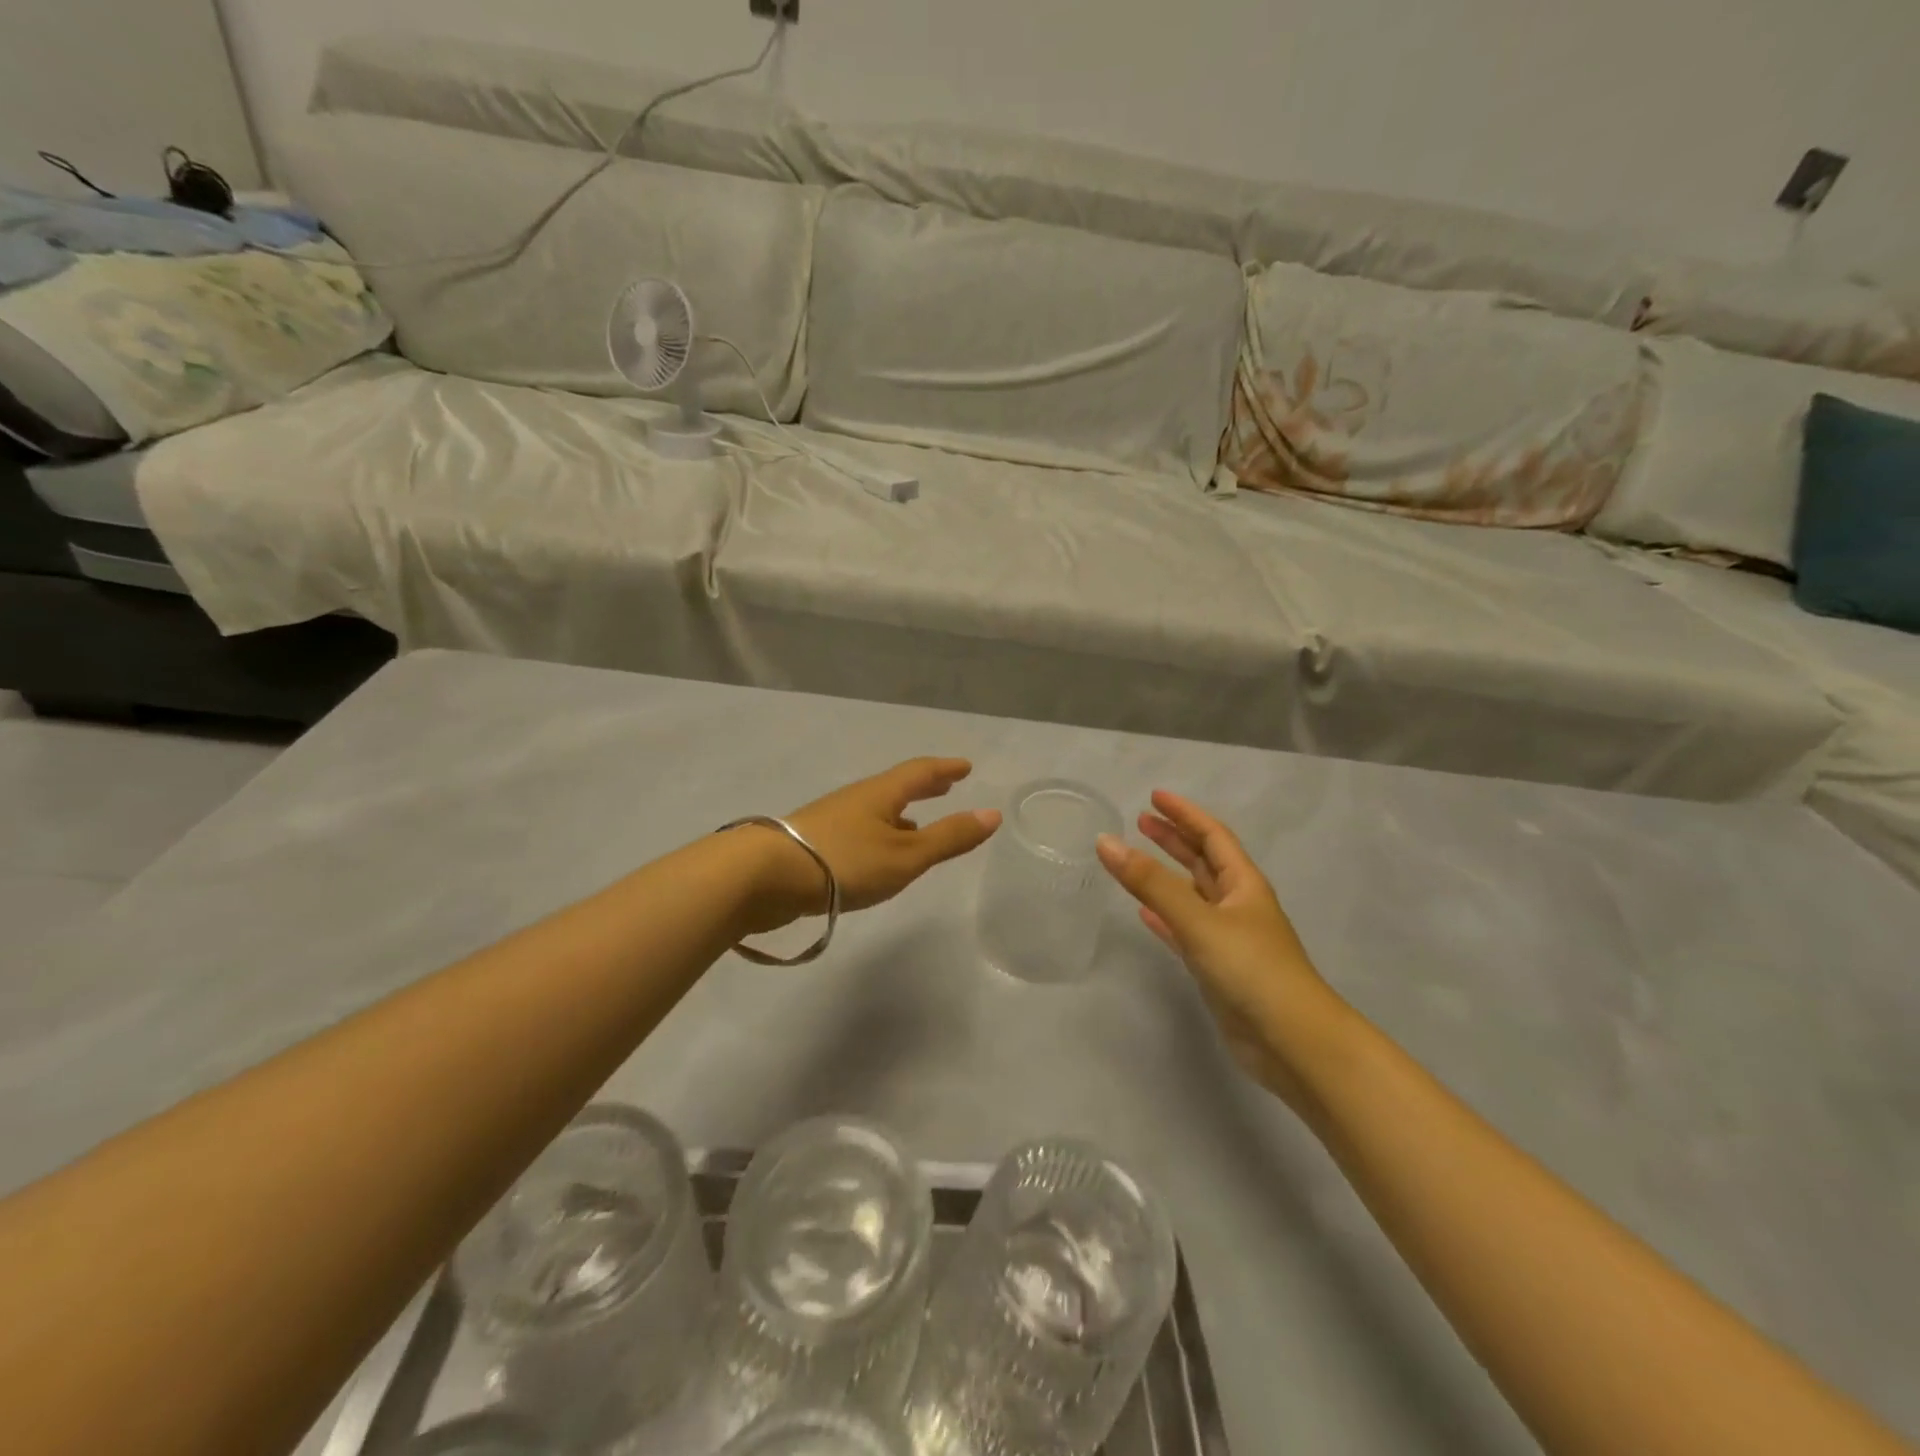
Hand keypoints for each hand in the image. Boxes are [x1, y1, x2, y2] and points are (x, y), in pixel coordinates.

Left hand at [746, 758, 1000, 930]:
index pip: (920, 772)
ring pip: (877, 810)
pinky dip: (881, 832)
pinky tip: (878, 854)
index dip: (945, 768)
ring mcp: (832, 819)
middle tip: (946, 783)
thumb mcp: (906, 855)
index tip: (965, 766)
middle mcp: (857, 799)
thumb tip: (993, 814)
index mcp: (881, 794)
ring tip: (918, 822)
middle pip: (897, 786)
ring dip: (901, 812)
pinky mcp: (814, 843)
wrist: (765, 877)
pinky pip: (860, 829)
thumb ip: (949, 838)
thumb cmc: (845, 862)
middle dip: (924, 786)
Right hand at [1096, 791, 1344, 1106]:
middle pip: (1202, 861)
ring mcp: (1228, 938)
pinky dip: (1164, 918)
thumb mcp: (1198, 919)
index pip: (1212, 835)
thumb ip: (1151, 882)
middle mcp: (1238, 905)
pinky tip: (1143, 915)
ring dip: (1166, 875)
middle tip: (1141, 822)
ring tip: (1135, 860)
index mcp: (1243, 884)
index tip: (1154, 796)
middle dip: (1174, 839)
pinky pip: (1184, 931)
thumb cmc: (1251, 969)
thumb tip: (1106, 842)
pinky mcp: (1217, 968)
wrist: (1292, 1042)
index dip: (1185, 814)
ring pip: (1192, 895)